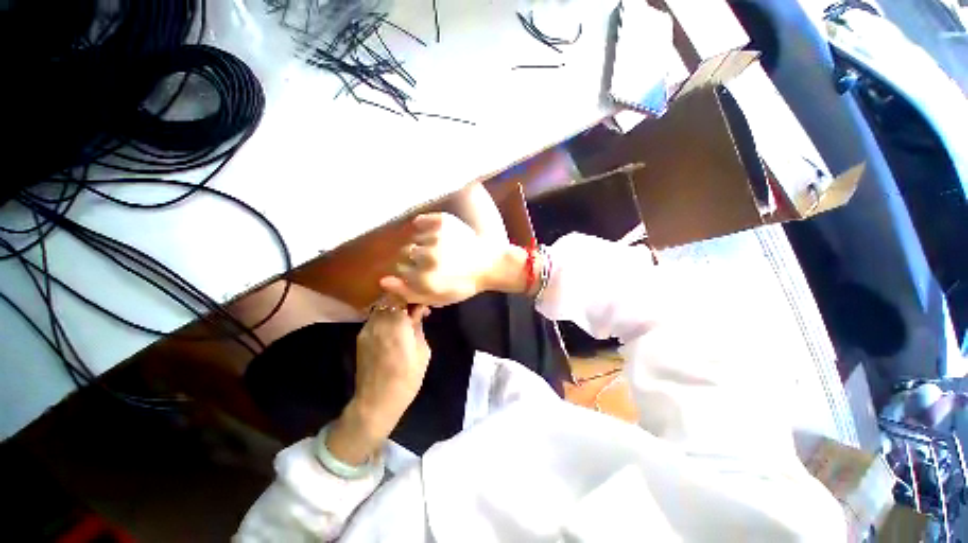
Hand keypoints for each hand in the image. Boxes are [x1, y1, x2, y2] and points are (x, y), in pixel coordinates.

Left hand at [327, 300, 430, 464]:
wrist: (376, 402)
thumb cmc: (407, 378)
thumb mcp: (422, 352)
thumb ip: (418, 327)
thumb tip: (417, 312)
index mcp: (396, 325)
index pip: (401, 295)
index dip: (412, 294)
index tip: (422, 302)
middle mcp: (378, 323)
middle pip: (388, 298)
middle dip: (403, 298)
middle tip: (415, 308)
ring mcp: (366, 329)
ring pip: (380, 306)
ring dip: (393, 307)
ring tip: (405, 317)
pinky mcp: (361, 337)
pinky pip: (374, 318)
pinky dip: (385, 316)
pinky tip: (394, 327)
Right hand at [379, 213, 510, 305]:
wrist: (489, 264)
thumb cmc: (464, 284)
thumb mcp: (438, 298)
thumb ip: (409, 293)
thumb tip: (383, 280)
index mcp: (425, 279)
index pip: (399, 271)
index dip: (410, 272)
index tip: (423, 272)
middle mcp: (427, 257)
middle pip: (404, 253)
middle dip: (415, 258)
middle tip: (433, 260)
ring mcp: (435, 237)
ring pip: (413, 238)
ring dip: (422, 243)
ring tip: (439, 248)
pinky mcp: (443, 221)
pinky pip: (421, 221)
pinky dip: (424, 226)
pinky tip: (434, 233)